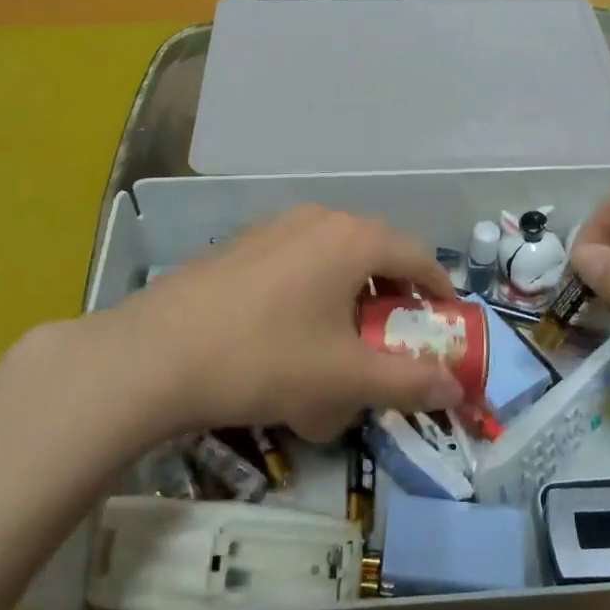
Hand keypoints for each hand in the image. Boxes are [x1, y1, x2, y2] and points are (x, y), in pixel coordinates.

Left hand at [95, 205, 465, 441]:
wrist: (153, 356)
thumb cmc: (265, 359)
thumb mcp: (346, 379)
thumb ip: (409, 382)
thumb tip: (456, 389)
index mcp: (352, 239)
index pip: (417, 256)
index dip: (439, 291)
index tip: (448, 322)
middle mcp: (317, 220)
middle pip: (375, 252)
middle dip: (393, 295)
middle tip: (397, 336)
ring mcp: (273, 228)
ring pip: (333, 257)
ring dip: (351, 293)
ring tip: (345, 338)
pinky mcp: (240, 246)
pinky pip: (296, 263)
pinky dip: (313, 291)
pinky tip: (292, 333)